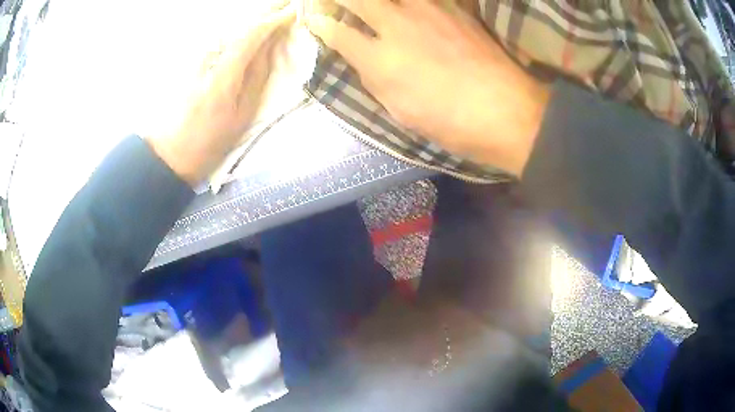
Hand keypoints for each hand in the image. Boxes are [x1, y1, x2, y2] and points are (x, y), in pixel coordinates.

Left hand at [147, 6, 294, 185]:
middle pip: (240, 22)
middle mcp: (208, 56)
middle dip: (266, 11)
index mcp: (223, 74)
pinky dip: (239, 28)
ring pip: (230, 26)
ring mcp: (196, 56)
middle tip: (287, 7)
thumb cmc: (208, 141)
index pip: (252, 33)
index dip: (275, 19)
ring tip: (274, 15)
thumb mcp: (242, 115)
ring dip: (253, 18)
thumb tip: (271, 46)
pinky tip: (250, 29)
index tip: (294, 12)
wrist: (168, 152)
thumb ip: (258, 76)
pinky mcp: (190, 60)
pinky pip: (220, 35)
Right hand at [306, 0, 548, 175]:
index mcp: (381, 60)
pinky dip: (412, 0)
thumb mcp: (401, 111)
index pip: (337, 32)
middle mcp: (398, 26)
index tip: (313, 20)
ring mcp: (428, 11)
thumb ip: (374, 79)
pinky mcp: (454, 7)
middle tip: (330, 1)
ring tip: (371, 4)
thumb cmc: (452, 122)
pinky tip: (409, 6)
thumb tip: (361, 58)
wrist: (507, 112)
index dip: (320, 24)